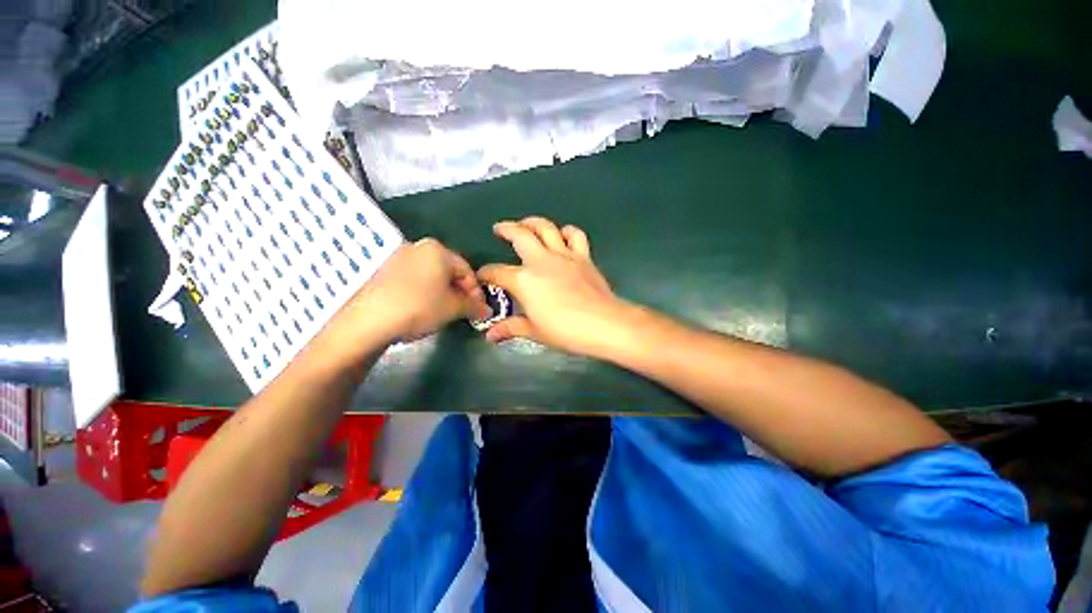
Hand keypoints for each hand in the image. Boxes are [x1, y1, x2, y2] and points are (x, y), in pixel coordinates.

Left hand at [323, 238, 488, 357]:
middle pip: (447, 271)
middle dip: (458, 292)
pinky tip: (419, 309)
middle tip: (461, 311)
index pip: (467, 270)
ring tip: (441, 312)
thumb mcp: (453, 308)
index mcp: (438, 250)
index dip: (476, 291)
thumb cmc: (419, 307)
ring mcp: (395, 257)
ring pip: (428, 275)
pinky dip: (421, 292)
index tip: (478, 309)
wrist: (368, 319)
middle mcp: (417, 247)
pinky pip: (411, 279)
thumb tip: (487, 310)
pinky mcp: (380, 270)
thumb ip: (474, 306)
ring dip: (440, 293)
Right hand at [478, 217, 629, 356]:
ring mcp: (564, 255)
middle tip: (499, 229)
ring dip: (533, 222)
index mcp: (524, 280)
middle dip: (505, 229)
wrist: (603, 324)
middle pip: (519, 235)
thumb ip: (511, 328)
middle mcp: (541, 261)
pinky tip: (562, 235)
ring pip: (546, 227)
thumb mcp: (535, 332)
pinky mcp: (583, 257)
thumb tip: (491, 335)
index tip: (482, 276)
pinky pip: (575, 235)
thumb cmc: (565, 331)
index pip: (497, 272)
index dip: (486, 273)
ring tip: (526, 224)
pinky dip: (567, 231)